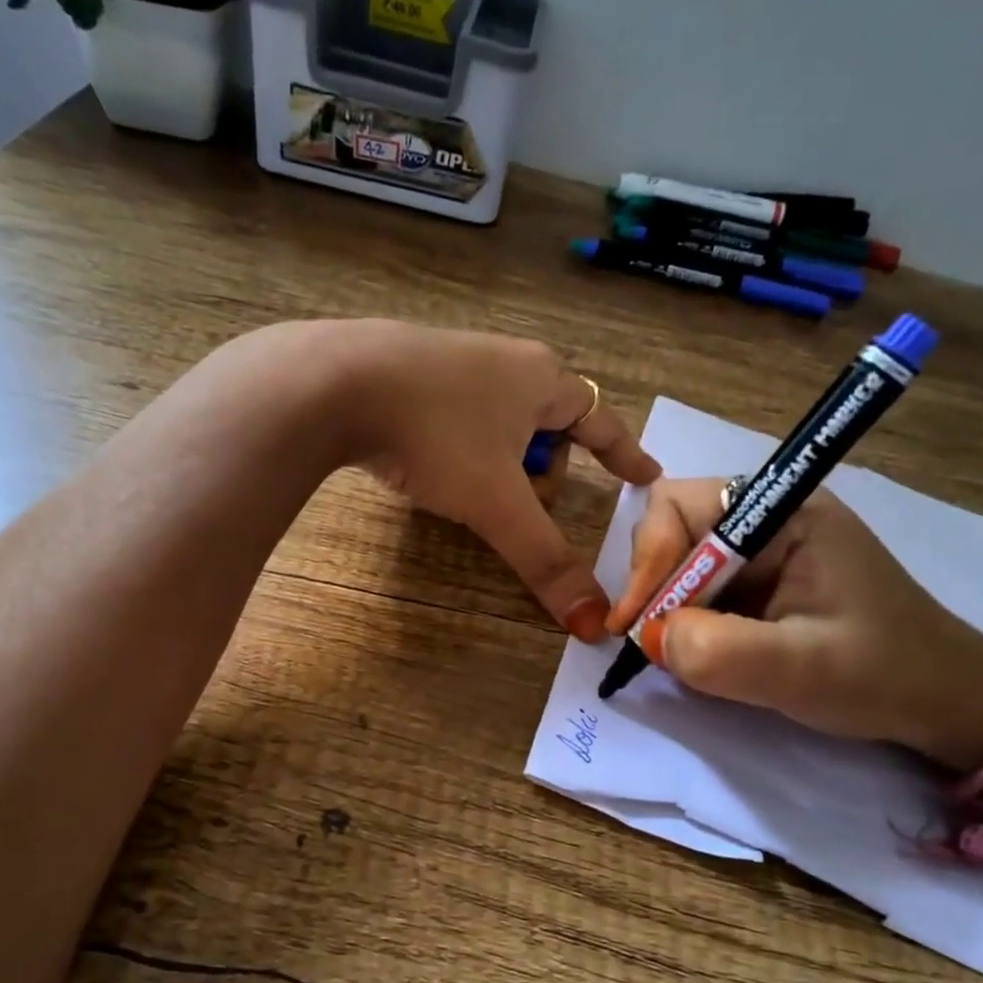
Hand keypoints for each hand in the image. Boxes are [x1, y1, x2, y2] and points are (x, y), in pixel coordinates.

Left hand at [327, 320, 661, 640]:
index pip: (602, 422)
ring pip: (502, 424)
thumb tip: (594, 623)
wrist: (335, 383)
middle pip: (550, 428)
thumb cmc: (437, 434)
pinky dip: (461, 447)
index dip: (626, 455)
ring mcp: (457, 359)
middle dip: (541, 473)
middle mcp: (507, 361)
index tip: (647, 475)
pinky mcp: (412, 370)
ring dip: (499, 463)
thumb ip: (545, 560)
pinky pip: (460, 416)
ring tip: (467, 488)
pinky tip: (430, 463)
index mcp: (543, 380)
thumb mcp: (497, 504)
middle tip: (516, 503)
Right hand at [607, 478, 982, 771]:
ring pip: (678, 561)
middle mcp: (766, 518)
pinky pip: (697, 589)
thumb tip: (648, 637)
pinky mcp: (759, 583)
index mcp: (785, 511)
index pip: (680, 505)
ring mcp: (762, 550)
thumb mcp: (801, 669)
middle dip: (652, 584)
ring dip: (664, 606)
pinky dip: (682, 620)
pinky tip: (696, 652)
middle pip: (671, 528)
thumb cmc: (883, 677)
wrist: (944, 703)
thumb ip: (719, 651)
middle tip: (649, 641)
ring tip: (672, 652)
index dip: (649, 559)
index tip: (636, 623)